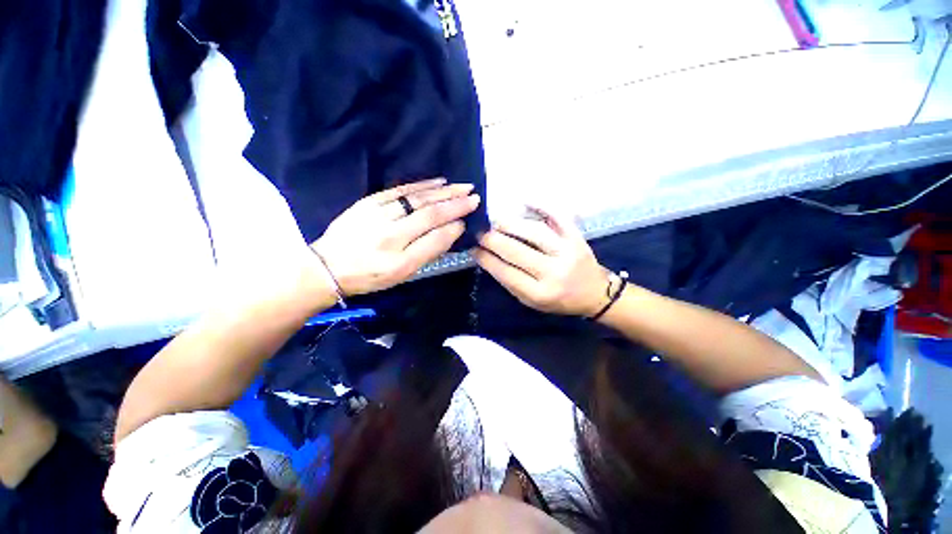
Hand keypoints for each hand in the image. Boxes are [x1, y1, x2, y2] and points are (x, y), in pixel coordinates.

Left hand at [313, 179, 479, 296]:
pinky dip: (422, 185)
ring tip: (461, 187)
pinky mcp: (369, 202)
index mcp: (400, 261)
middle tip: (474, 196)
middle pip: (429, 214)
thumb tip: (452, 230)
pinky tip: (437, 181)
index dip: (454, 227)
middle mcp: (390, 236)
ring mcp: (378, 216)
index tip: (468, 220)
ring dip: (443, 192)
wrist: (328, 266)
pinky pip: (400, 190)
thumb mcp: (403, 274)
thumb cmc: (370, 276)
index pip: (435, 238)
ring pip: (417, 200)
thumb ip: (429, 252)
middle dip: (455, 204)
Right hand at [473, 208, 610, 316]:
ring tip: (495, 221)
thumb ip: (510, 281)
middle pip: (517, 251)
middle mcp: (554, 273)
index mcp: (540, 293)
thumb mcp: (531, 301)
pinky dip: (542, 206)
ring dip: (510, 224)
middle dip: (492, 240)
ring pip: (534, 232)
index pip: (506, 272)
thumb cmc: (559, 300)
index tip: (473, 248)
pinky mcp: (577, 238)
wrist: (594, 294)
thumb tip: (487, 257)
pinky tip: (525, 200)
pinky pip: (558, 218)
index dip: (486, 258)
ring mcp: (567, 252)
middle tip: (479, 232)